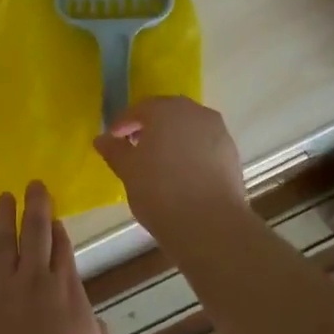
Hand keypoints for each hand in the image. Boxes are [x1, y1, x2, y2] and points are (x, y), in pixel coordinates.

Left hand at [0, 182, 110, 333]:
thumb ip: (96, 332)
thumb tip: (90, 319)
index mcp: (68, 292)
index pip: (64, 249)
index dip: (59, 230)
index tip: (56, 216)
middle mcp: (34, 281)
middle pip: (36, 233)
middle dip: (36, 206)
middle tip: (33, 184)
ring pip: (1, 242)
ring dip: (3, 216)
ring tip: (4, 196)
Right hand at [93, 96, 249, 241]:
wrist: (210, 224)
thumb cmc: (160, 191)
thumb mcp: (128, 171)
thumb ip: (114, 151)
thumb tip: (102, 139)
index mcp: (166, 110)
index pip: (139, 109)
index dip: (123, 123)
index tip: (112, 139)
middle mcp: (195, 112)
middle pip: (167, 113)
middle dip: (149, 126)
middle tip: (134, 146)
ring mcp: (217, 131)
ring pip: (188, 127)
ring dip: (172, 138)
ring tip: (158, 161)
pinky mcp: (231, 153)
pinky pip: (204, 144)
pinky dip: (190, 151)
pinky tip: (181, 172)